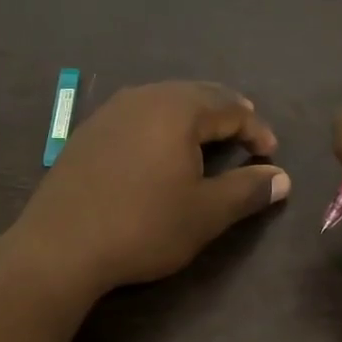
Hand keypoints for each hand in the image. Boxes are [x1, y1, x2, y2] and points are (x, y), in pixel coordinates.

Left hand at [15, 81, 289, 294]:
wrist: (60, 246)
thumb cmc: (143, 226)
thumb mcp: (205, 213)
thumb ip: (247, 190)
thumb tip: (282, 178)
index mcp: (177, 109)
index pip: (231, 107)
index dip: (257, 130)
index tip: (270, 156)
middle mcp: (142, 98)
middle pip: (196, 95)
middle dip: (226, 115)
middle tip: (244, 138)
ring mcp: (109, 113)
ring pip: (163, 103)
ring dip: (191, 120)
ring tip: (206, 143)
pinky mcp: (86, 134)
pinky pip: (136, 118)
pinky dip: (159, 129)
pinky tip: (158, 153)